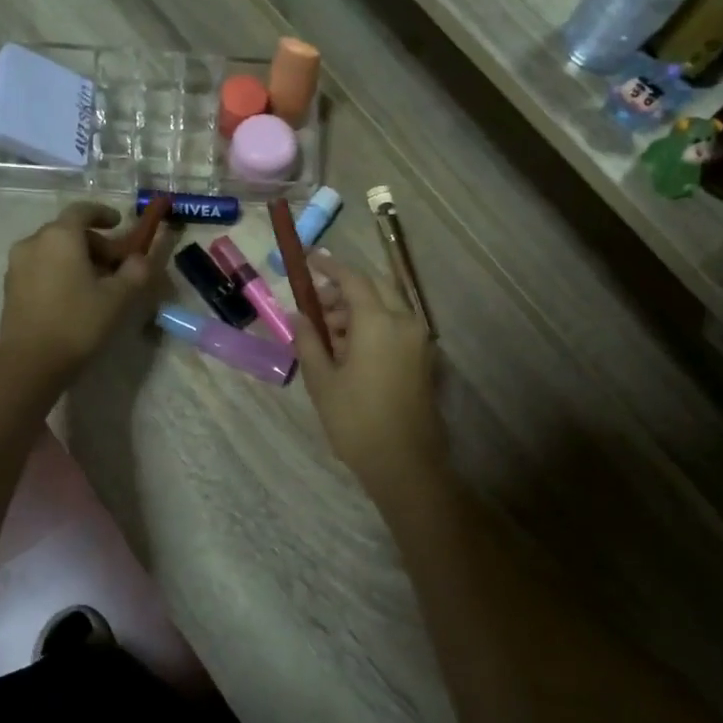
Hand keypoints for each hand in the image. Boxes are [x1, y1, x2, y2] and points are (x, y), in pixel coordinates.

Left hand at [0, 202, 162, 384]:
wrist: (30, 363)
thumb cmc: (78, 323)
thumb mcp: (118, 297)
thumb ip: (136, 271)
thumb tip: (141, 258)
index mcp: (60, 236)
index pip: (82, 210)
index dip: (103, 213)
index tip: (120, 223)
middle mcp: (33, 242)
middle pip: (68, 231)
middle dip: (95, 243)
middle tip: (117, 265)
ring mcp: (17, 264)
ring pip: (53, 250)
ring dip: (77, 258)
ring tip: (97, 284)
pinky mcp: (10, 286)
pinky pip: (40, 267)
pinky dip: (60, 271)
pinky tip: (74, 296)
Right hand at [292, 252, 446, 495]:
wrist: (404, 463)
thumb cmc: (356, 421)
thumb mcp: (322, 380)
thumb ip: (308, 341)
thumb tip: (298, 316)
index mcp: (378, 322)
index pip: (352, 279)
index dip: (329, 266)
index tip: (310, 259)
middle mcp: (404, 322)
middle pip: (374, 287)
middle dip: (344, 289)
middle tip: (316, 303)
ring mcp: (418, 340)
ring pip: (387, 306)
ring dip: (358, 309)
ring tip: (326, 332)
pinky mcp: (423, 358)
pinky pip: (396, 326)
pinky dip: (373, 324)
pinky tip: (348, 348)